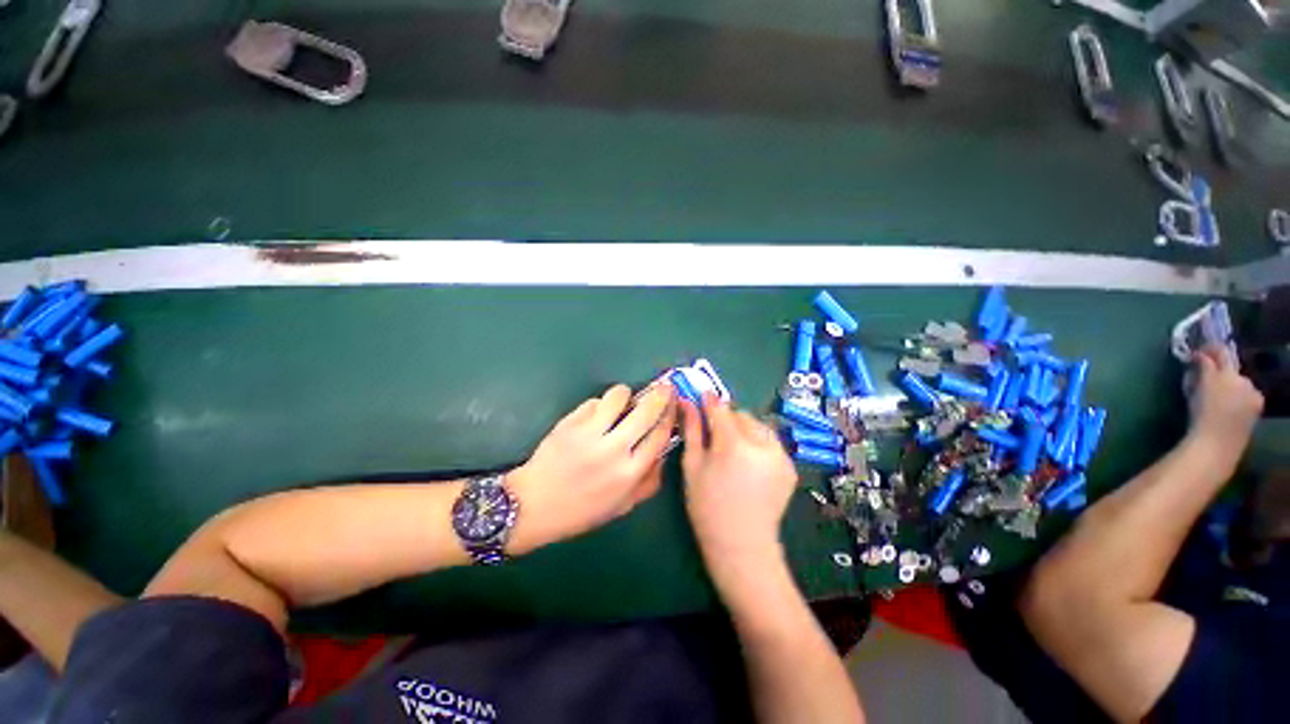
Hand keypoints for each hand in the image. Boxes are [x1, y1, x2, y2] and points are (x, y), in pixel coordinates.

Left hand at [507, 382, 676, 554]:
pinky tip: (597, 413)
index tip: (675, 403)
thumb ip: (649, 481)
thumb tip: (663, 453)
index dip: (671, 415)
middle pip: (646, 411)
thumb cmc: (581, 510)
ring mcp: (589, 434)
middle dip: (660, 394)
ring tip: (624, 399)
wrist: (534, 505)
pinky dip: (600, 404)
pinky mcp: (570, 423)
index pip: (660, 435)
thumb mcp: (622, 506)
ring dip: (626, 393)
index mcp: (629, 473)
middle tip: (664, 386)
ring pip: (618, 397)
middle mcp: (613, 450)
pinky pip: (593, 402)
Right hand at [679, 395, 797, 572]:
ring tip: (733, 451)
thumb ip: (692, 430)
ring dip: (744, 430)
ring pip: (758, 426)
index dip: (709, 401)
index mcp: (734, 445)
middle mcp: (762, 445)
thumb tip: (686, 401)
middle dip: (727, 420)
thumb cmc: (707, 506)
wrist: (741, 545)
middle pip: (741, 415)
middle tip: (715, 437)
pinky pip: (770, 442)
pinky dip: (758, 444)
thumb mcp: (692, 466)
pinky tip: (748, 464)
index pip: (721, 409)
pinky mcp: (790, 466)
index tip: (701, 397)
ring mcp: (780, 456)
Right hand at [1188, 345, 1262, 453]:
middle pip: (1232, 369)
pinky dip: (1235, 396)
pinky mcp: (1256, 407)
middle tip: (1204, 376)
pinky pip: (1245, 395)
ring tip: (1214, 394)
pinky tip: (1226, 406)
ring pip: (1239, 383)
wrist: (1217, 444)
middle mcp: (1245, 380)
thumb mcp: (1196, 389)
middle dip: (1220, 370)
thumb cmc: (1201, 416)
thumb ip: (1202, 369)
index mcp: (1229, 373)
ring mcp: (1253, 395)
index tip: (1199, 351)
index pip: (1222, 352)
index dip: (1210, 349)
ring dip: (1228, 384)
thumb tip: (1200, 357)